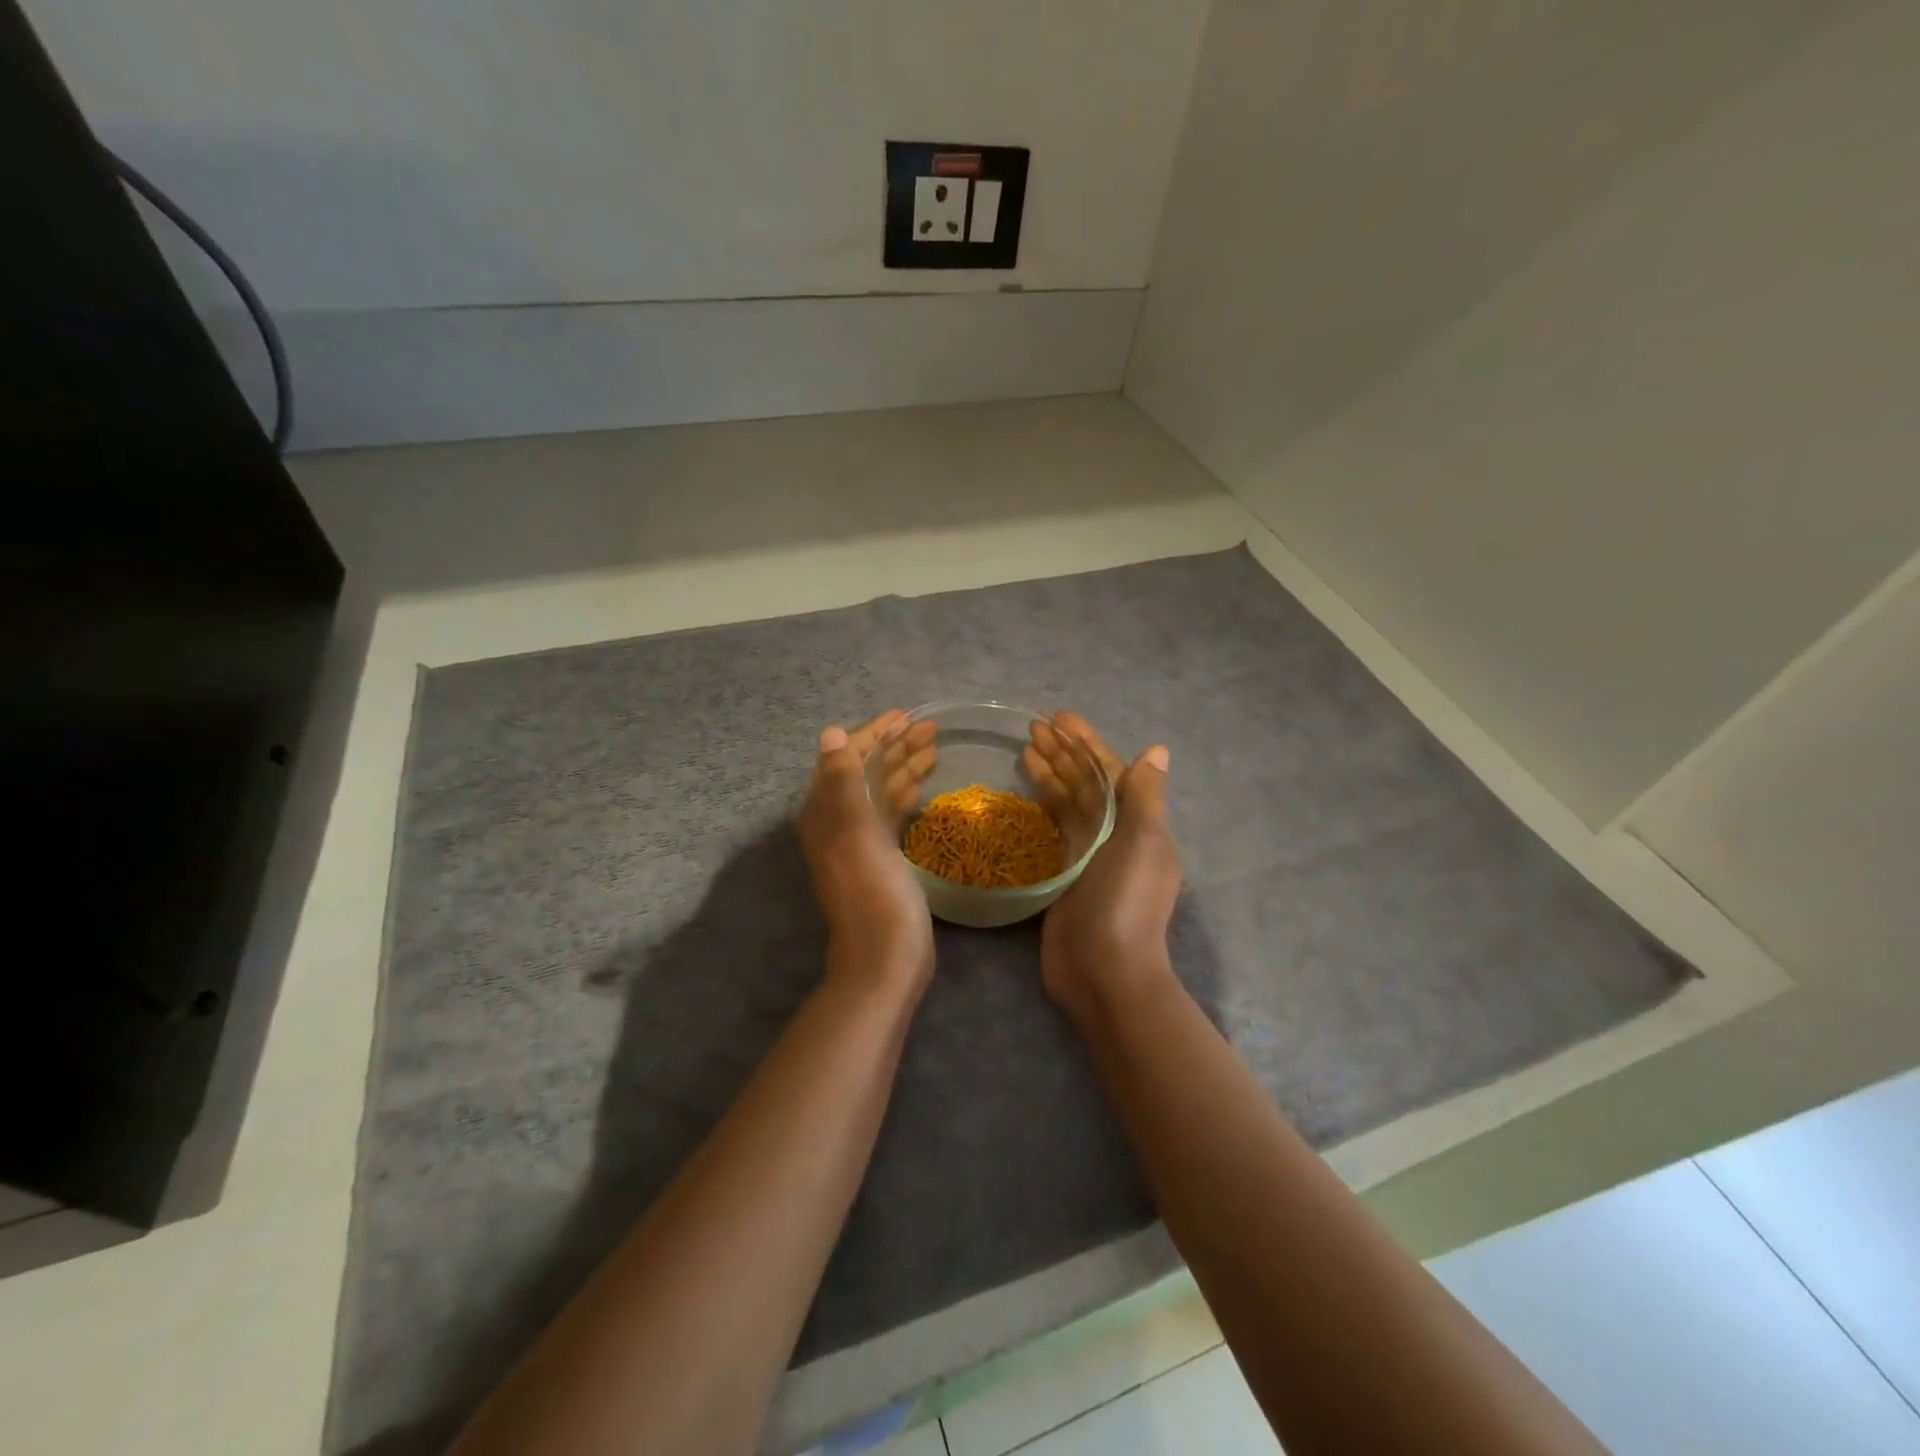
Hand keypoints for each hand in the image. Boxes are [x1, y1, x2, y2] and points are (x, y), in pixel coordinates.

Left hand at [799, 711, 937, 998]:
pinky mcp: (882, 855)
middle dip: (896, 745)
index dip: (875, 732)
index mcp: (827, 809)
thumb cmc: (873, 890)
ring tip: (936, 744)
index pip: (848, 757)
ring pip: (882, 789)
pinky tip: (923, 781)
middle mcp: (839, 819)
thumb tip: (831, 733)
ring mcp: (861, 838)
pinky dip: (906, 792)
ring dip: (905, 765)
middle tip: (931, 726)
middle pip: (867, 770)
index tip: (906, 714)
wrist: (885, 955)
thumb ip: (843, 780)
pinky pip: (891, 812)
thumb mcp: (856, 831)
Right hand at [1024, 713, 1180, 1024]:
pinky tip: (1023, 794)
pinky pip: (1053, 831)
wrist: (1105, 971)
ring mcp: (1088, 856)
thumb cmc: (1126, 901)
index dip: (1084, 743)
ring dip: (1049, 776)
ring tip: (1022, 750)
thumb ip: (1145, 795)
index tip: (1057, 718)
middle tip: (1031, 727)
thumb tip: (1158, 750)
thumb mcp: (1143, 842)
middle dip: (1062, 754)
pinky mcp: (1063, 876)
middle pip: (1086, 784)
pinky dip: (1041, 809)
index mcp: (1138, 823)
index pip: (1109, 771)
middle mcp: (1115, 835)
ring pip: (1067, 805)